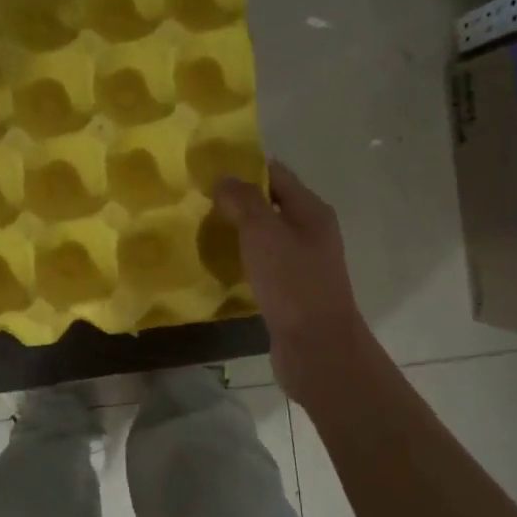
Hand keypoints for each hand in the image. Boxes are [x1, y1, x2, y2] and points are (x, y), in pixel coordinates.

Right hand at [214, 161, 371, 405]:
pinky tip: (222, 267)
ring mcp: (304, 263)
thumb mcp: (263, 232)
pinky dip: (244, 261)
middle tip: (199, 205)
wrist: (317, 346)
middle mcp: (311, 232)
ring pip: (266, 237)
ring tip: (204, 233)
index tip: (208, 173)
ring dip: (239, 233)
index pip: (276, 174)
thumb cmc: (292, 283)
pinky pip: (264, 265)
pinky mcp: (292, 290)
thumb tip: (225, 178)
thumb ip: (243, 201)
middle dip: (237, 202)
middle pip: (271, 205)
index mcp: (311, 210)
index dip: (244, 170)